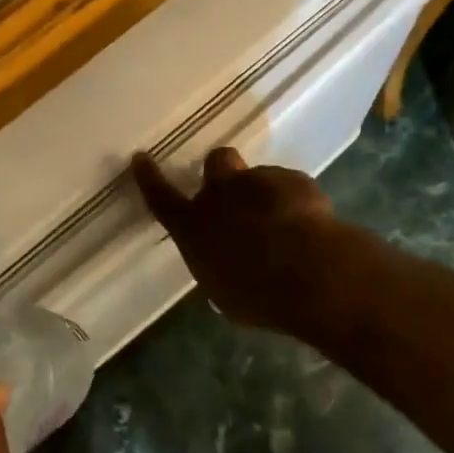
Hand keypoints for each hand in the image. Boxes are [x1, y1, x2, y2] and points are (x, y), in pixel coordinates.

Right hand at [132, 147, 343, 337]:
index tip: (140, 158)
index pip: (161, 198)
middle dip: (223, 171)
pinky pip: (292, 187)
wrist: (309, 272)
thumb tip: (225, 263)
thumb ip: (219, 266)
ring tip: (289, 229)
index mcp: (194, 226)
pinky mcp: (294, 180)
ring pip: (259, 177)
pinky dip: (298, 203)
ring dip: (267, 196)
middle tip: (237, 194)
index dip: (149, 178)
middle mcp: (221, 195)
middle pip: (216, 162)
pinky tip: (312, 229)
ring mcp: (259, 181)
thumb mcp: (224, 292)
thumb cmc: (257, 294)